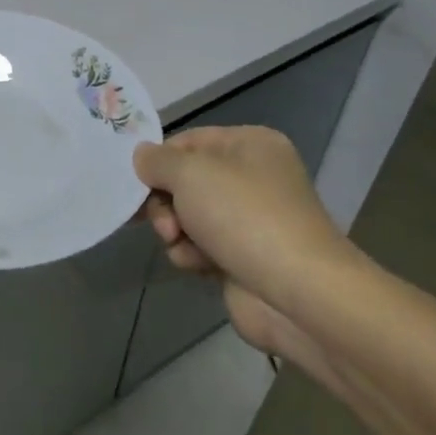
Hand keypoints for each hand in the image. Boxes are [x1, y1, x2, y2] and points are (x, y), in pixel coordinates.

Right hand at [133, 127, 359, 370]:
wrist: (299, 293)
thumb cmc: (244, 217)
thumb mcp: (190, 173)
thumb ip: (156, 160)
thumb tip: (142, 156)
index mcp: (250, 144)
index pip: (188, 141)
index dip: (159, 161)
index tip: (136, 182)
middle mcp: (253, 177)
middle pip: (185, 181)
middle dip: (165, 202)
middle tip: (165, 223)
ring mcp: (251, 220)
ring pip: (188, 216)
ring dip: (175, 231)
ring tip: (180, 245)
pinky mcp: (244, 257)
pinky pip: (200, 246)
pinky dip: (192, 254)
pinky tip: (197, 265)